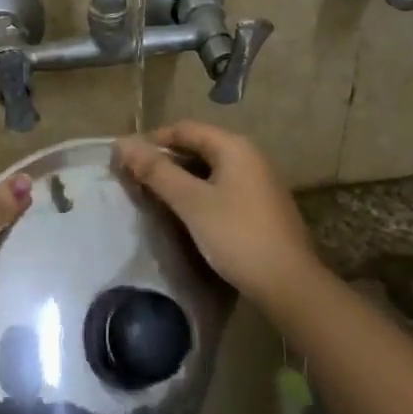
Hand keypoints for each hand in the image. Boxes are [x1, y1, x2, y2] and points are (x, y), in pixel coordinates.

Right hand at [115, 122, 323, 307]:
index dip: (152, 140)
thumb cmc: (237, 236)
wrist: (289, 284)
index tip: (126, 158)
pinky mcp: (260, 206)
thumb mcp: (191, 202)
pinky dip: (199, 193)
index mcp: (233, 147)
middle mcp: (249, 156)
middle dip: (165, 160)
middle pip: (198, 146)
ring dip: (181, 178)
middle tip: (136, 179)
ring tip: (154, 196)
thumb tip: (123, 143)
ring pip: (210, 169)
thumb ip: (156, 171)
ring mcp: (258, 182)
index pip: (185, 129)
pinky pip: (222, 188)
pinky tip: (185, 213)